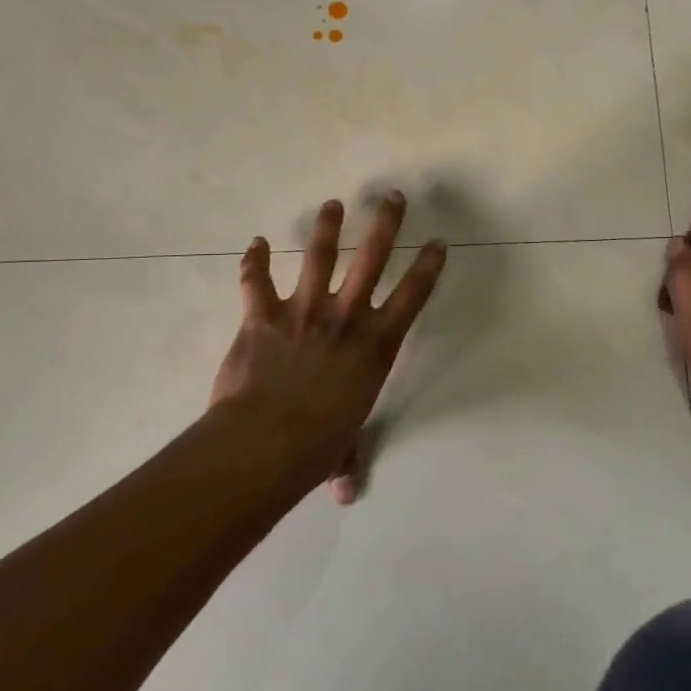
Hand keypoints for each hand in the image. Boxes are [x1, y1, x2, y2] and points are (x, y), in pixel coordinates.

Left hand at [210, 192, 446, 502]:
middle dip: (386, 225)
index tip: (438, 242)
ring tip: (333, 204)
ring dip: (326, 227)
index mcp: (374, 346)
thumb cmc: (316, 447)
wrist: (265, 443)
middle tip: (392, 197)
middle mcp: (345, 318)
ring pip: (318, 256)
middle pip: (371, 259)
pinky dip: (252, 262)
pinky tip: (253, 242)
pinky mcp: (263, 317)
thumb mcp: (342, 450)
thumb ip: (346, 462)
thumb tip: (344, 494)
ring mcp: (303, 312)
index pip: (412, 297)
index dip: (427, 267)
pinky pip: (256, 282)